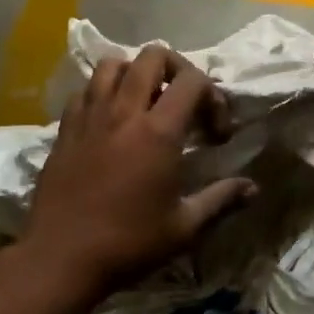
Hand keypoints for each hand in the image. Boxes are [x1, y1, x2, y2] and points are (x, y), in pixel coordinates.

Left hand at [19, 46, 256, 296]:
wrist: (61, 257)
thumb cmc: (128, 243)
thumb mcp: (183, 228)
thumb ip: (220, 200)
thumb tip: (253, 188)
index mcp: (158, 132)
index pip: (192, 80)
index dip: (213, 96)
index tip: (215, 132)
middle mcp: (123, 112)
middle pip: (152, 56)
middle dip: (176, 69)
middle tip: (183, 101)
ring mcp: (90, 116)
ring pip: (113, 64)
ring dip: (135, 73)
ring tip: (145, 102)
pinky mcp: (65, 128)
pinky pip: (85, 90)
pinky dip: (103, 92)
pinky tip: (110, 120)